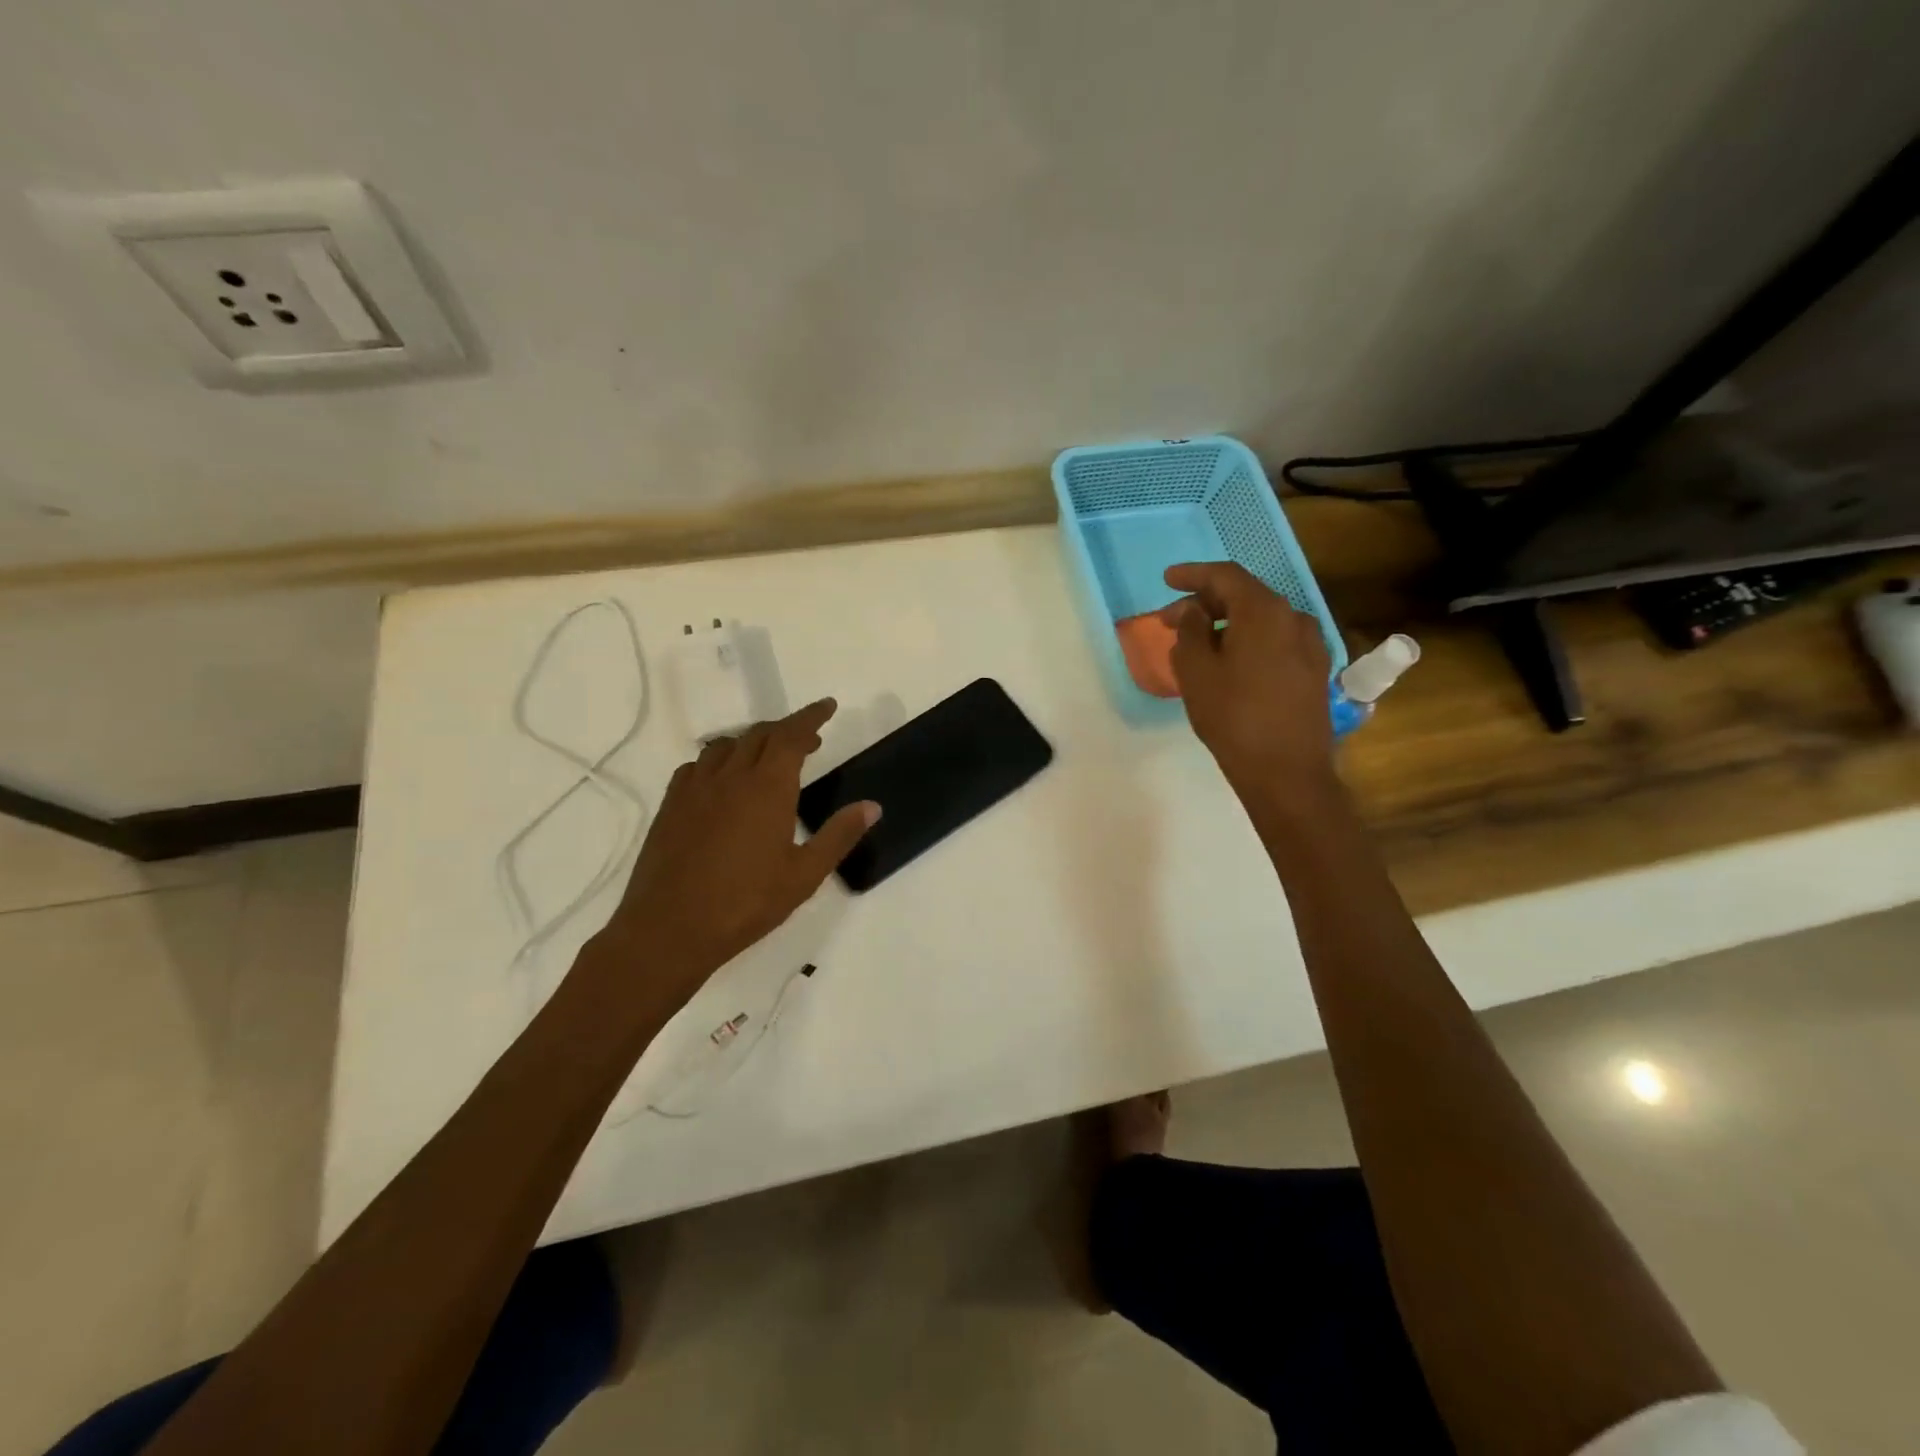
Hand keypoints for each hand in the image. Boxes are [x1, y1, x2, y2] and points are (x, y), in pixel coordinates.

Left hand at [593, 698, 877, 1010]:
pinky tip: (721, 782)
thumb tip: (872, 806)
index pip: (791, 735)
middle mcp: (730, 776)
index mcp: (767, 787)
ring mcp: (695, 789)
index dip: (811, 717)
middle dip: (786, 729)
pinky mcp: (671, 806)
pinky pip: (696, 766)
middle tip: (808, 741)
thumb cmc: (745, 903)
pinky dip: (718, 761)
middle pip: (760, 734)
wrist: (668, 929)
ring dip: (751, 742)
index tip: (828, 707)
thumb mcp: (804, 874)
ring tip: (766, 758)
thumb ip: (839, 835)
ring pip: (726, 746)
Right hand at [1163, 561, 1338, 807]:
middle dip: (1206, 603)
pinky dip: (1248, 641)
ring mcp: (1310, 645)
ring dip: (1228, 623)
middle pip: (1246, 596)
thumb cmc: (1233, 717)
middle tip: (1173, 619)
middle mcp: (1293, 618)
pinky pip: (1275, 641)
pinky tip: (1231, 661)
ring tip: (1199, 642)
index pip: (1225, 576)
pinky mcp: (1314, 670)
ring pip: (1262, 620)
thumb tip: (1192, 611)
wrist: (1287, 772)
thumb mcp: (1196, 672)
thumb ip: (1189, 632)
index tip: (1167, 579)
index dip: (1193, 575)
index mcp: (1264, 611)